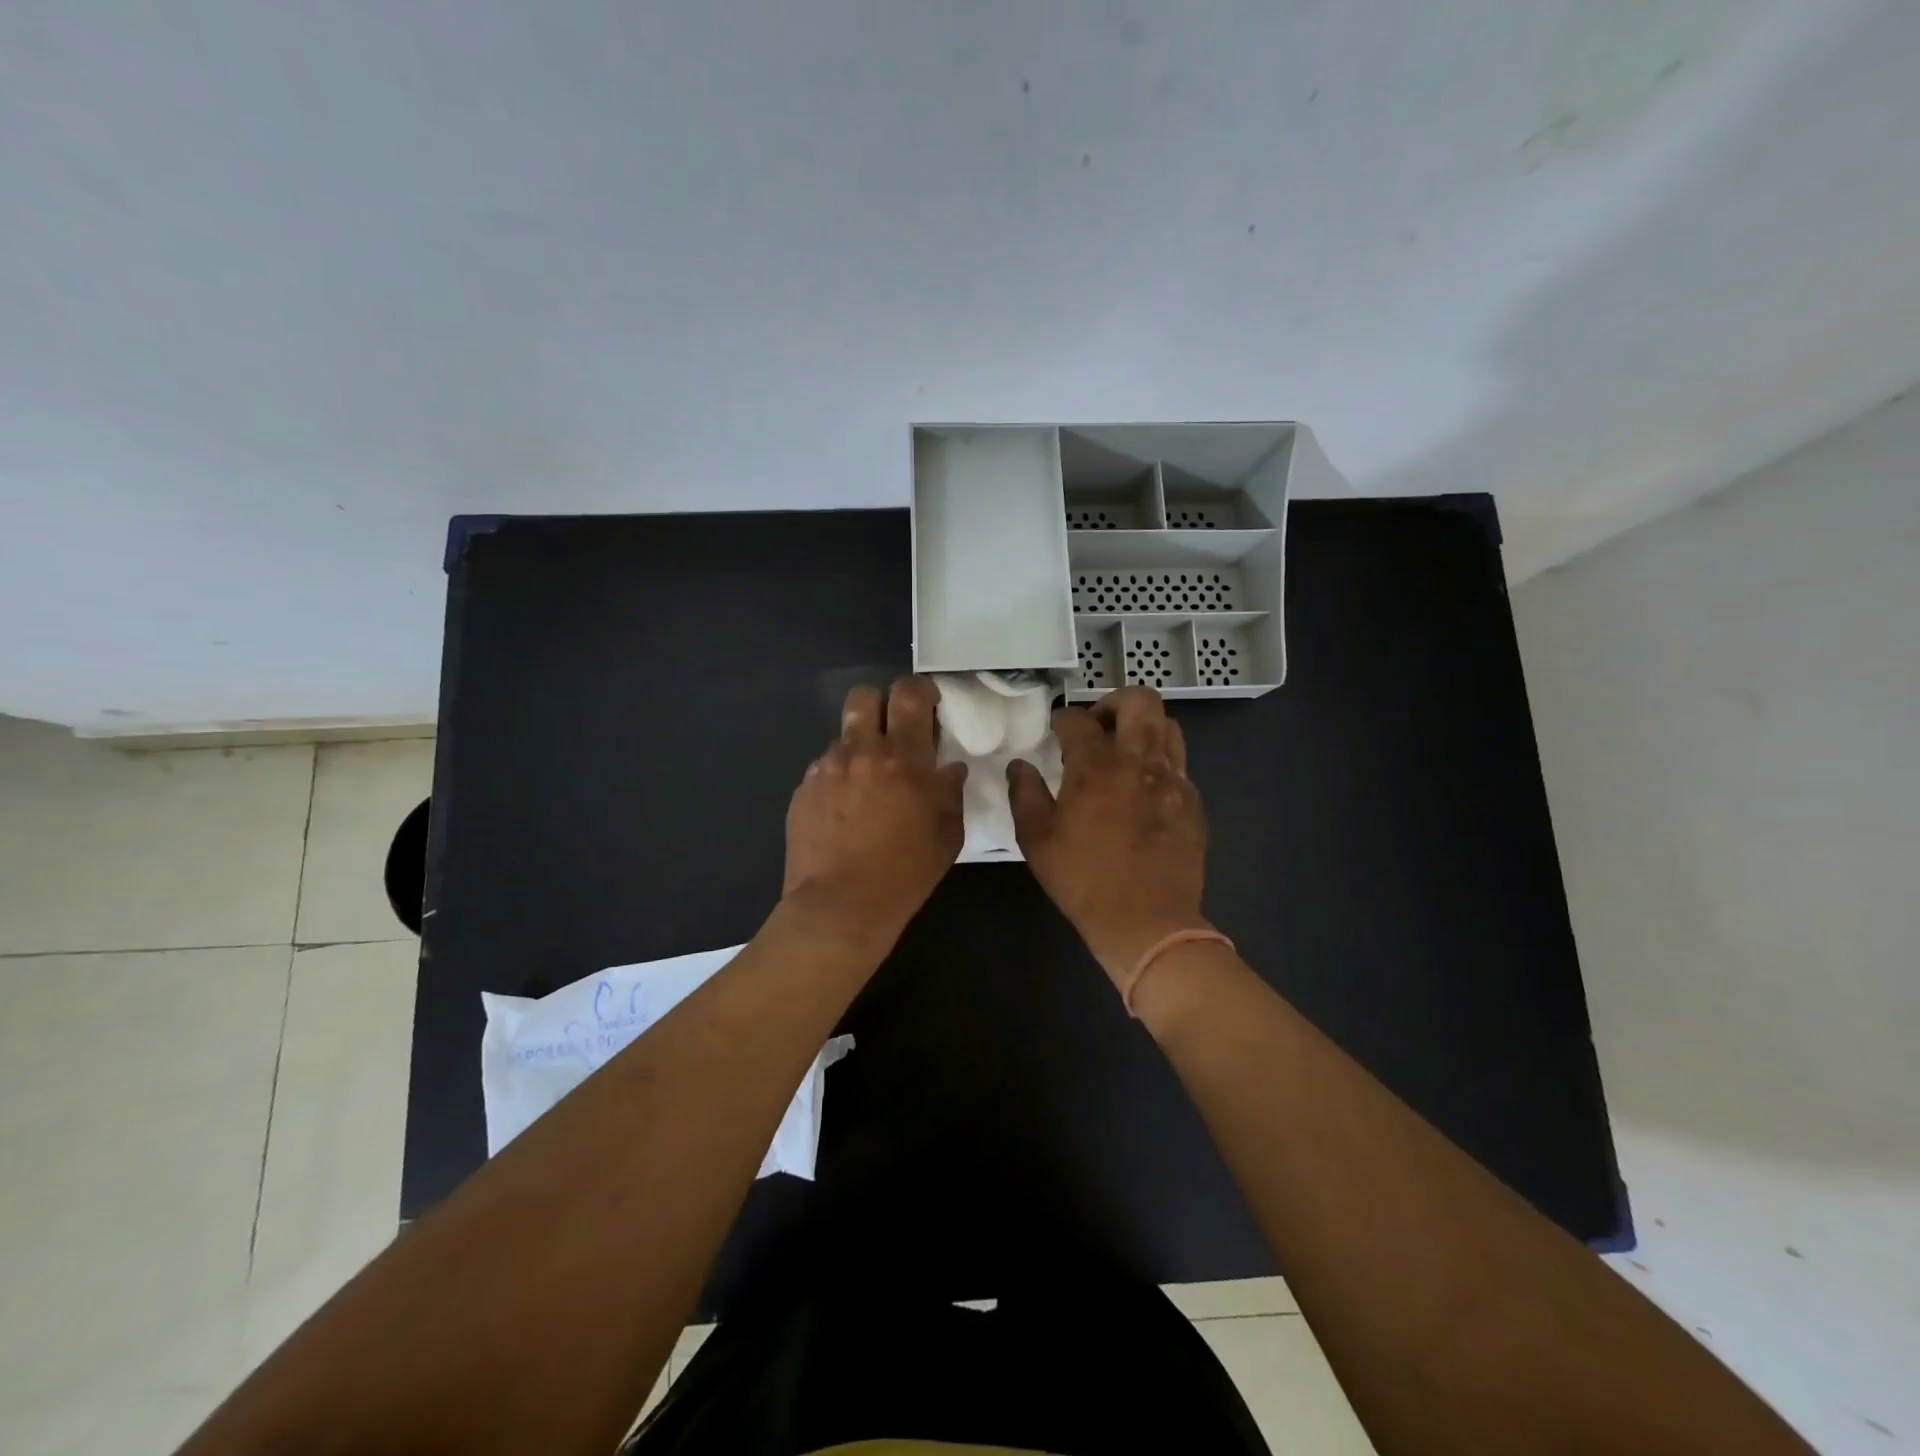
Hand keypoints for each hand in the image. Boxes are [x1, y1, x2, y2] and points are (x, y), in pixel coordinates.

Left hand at [784, 676, 967, 941]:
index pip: (908, 694)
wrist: (841, 906)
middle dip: (880, 705)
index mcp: (904, 758)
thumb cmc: (905, 873)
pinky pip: (824, 767)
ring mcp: (826, 769)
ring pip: (842, 735)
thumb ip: (951, 792)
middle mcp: (861, 752)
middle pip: (863, 696)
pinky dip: (838, 778)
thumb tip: (948, 768)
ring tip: (867, 783)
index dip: (919, 689)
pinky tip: (844, 810)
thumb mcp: (948, 835)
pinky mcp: (803, 789)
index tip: (926, 704)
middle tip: (892, 731)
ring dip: (859, 747)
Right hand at [1007, 686, 1209, 988]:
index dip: (1062, 718)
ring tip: (1124, 749)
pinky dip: (1160, 760)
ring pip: (1168, 725)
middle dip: (1114, 702)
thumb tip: (1020, 765)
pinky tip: (1143, 787)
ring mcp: (1173, 780)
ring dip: (1143, 726)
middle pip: (1140, 701)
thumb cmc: (1083, 881)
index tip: (1055, 728)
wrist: (1147, 921)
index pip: (1078, 720)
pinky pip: (1180, 762)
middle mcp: (1139, 762)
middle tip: (1097, 726)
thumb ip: (1024, 794)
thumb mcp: (1036, 840)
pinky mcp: (1193, 802)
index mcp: (1096, 767)